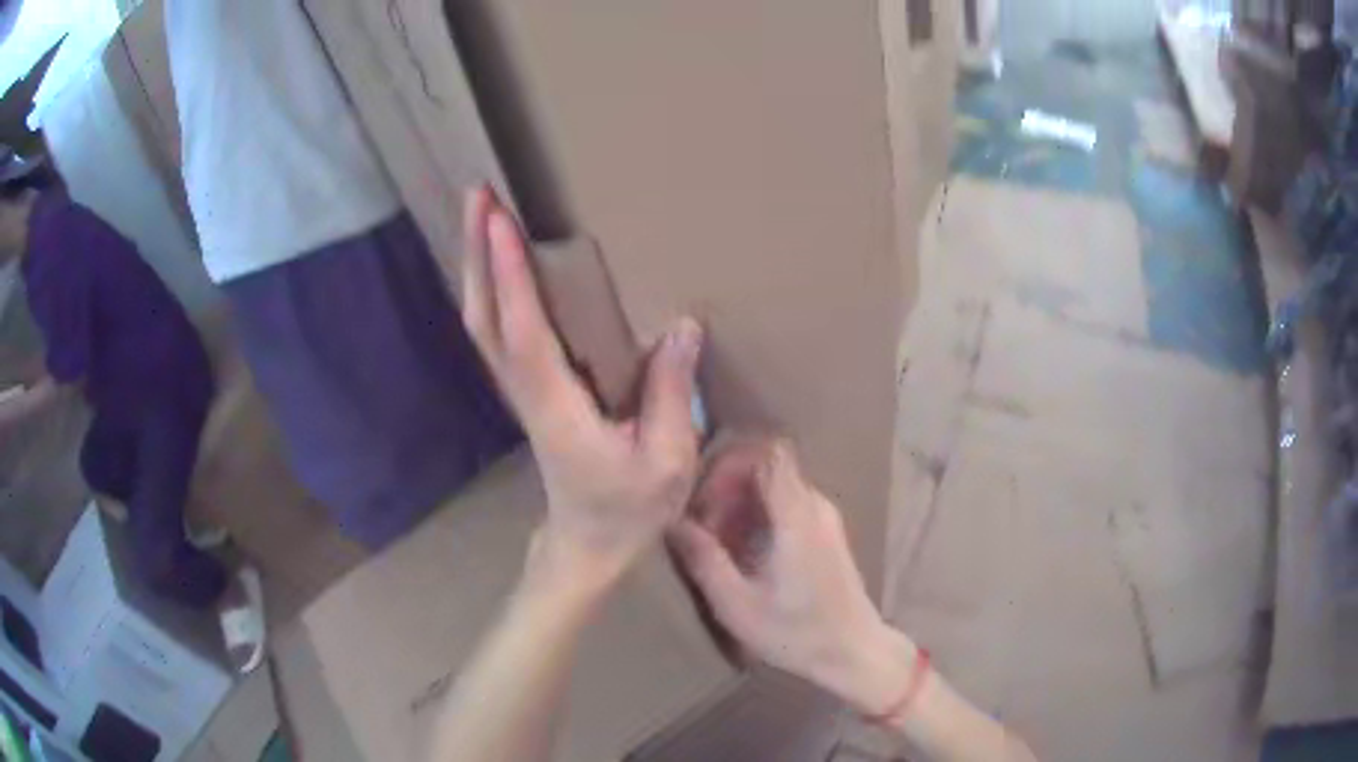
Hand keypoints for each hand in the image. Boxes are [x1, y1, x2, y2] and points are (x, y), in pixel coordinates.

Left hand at [460, 186, 703, 586]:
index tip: (499, 220)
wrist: (586, 545)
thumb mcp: (666, 463)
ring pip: (482, 322)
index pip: (523, 330)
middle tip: (478, 195)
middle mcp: (525, 391)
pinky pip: (495, 332)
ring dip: (476, 265)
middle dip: (476, 252)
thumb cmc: (627, 511)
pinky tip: (497, 264)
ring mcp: (519, 391)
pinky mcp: (525, 391)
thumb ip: (671, 395)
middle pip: (484, 315)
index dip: (510, 274)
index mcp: (556, 407)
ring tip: (481, 214)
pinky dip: (490, 290)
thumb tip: (683, 326)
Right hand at [670, 438, 911, 712]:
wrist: (853, 651)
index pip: (767, 453)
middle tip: (701, 527)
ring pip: (774, 486)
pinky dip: (757, 516)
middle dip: (726, 488)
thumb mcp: (738, 605)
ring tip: (716, 544)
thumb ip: (705, 560)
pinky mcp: (825, 531)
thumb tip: (672, 522)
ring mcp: (824, 517)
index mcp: (797, 517)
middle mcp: (815, 505)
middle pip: (766, 467)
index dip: (729, 462)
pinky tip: (741, 554)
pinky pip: (785, 504)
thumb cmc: (796, 634)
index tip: (703, 496)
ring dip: (739, 505)